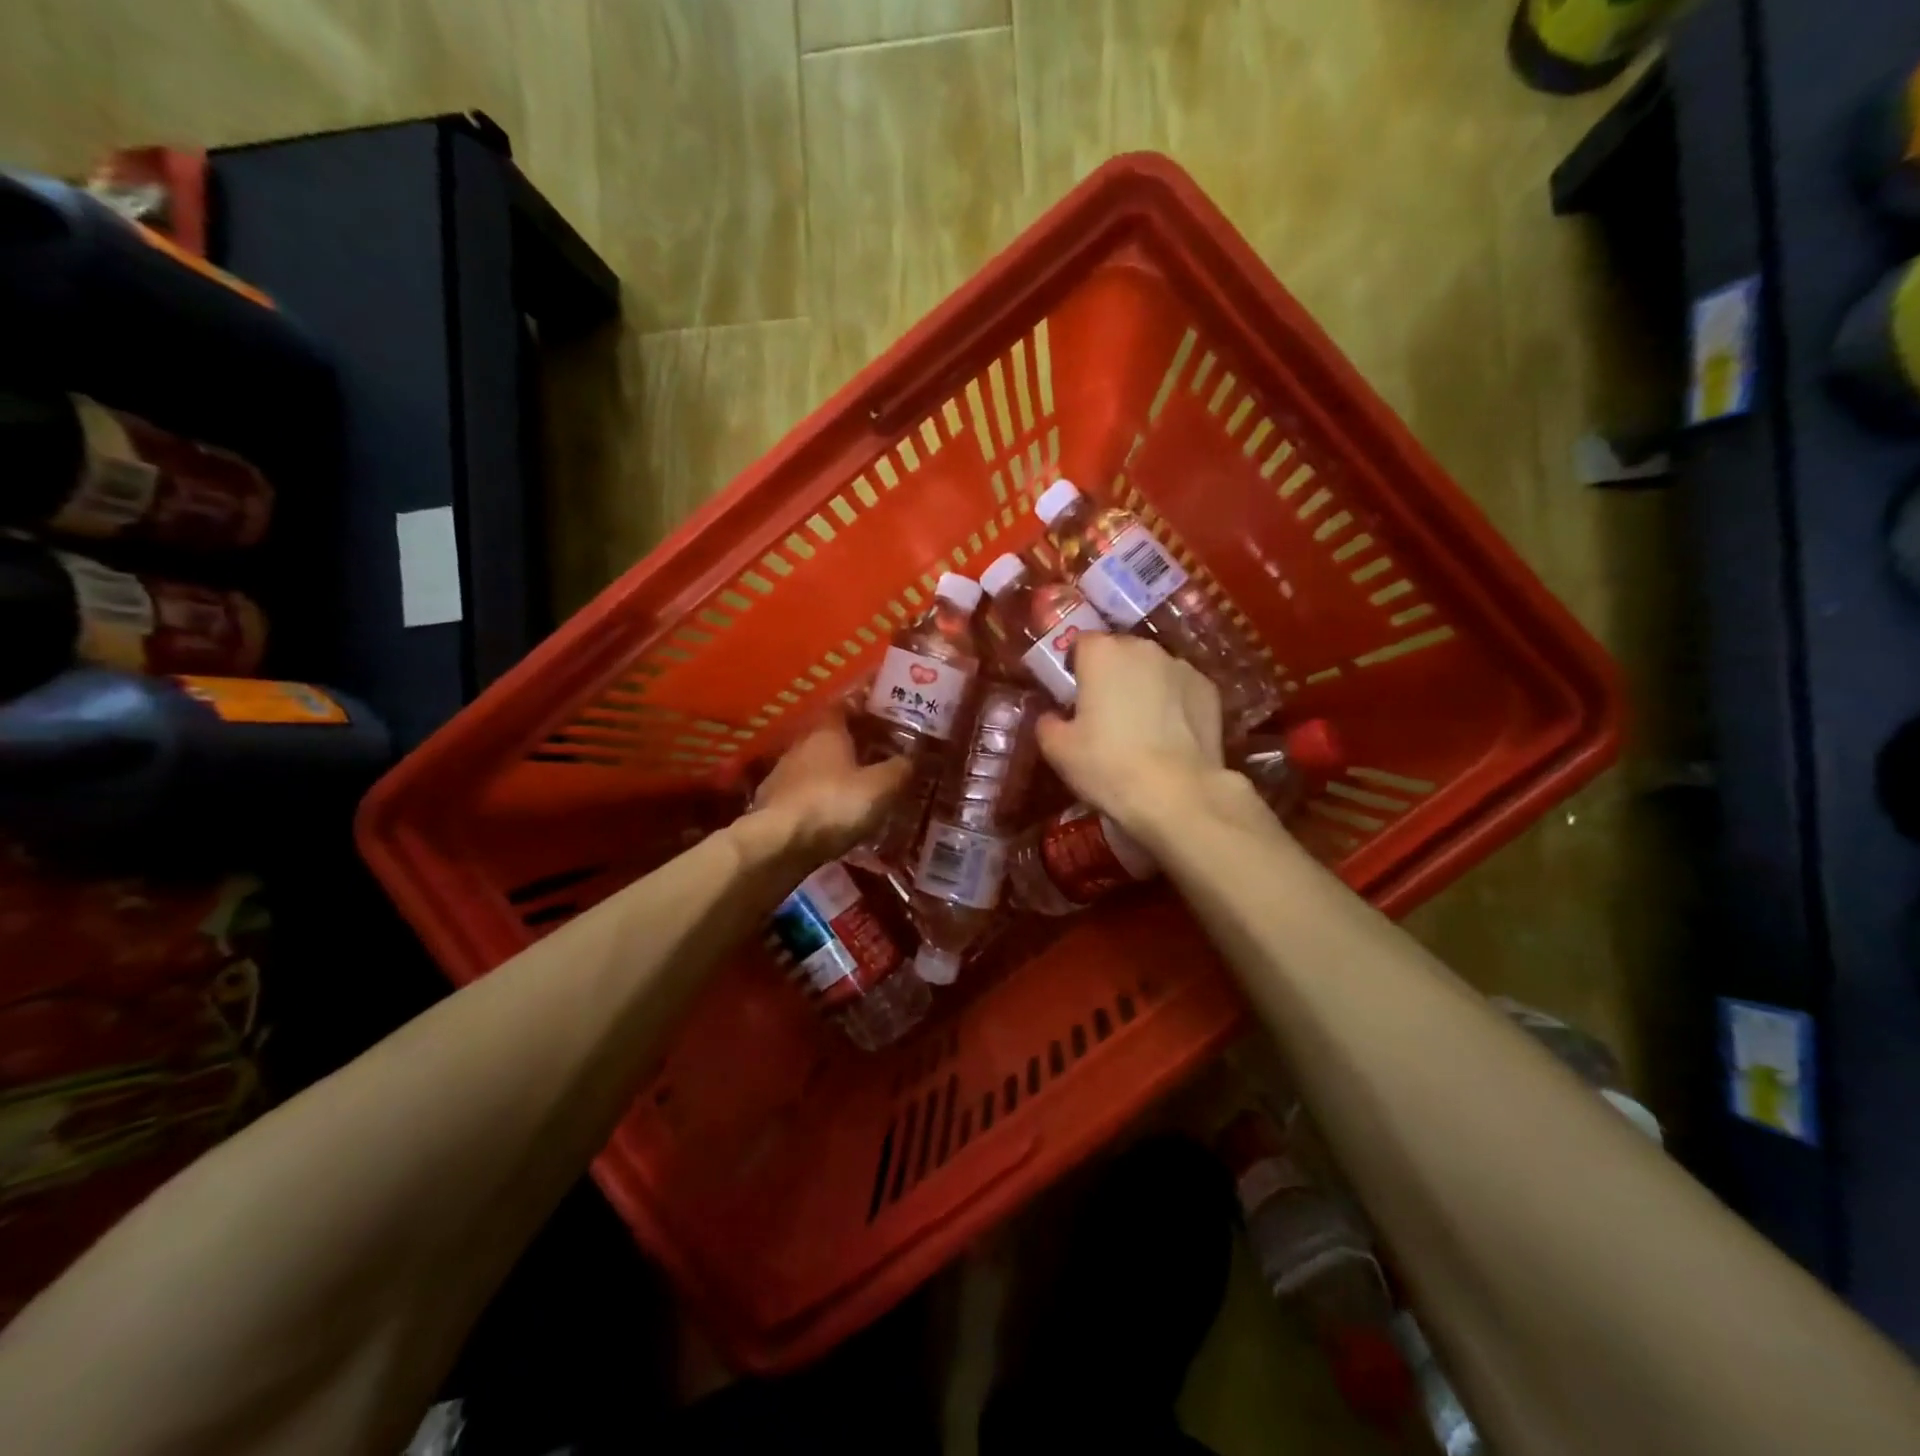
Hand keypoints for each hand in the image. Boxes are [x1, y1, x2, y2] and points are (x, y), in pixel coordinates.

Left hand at [737, 712, 910, 865]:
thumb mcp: (880, 787)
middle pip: (830, 735)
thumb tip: (912, 757)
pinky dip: (819, 797)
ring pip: (815, 764)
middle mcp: (801, 744)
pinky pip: (804, 792)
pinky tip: (833, 813)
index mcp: (827, 731)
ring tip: (859, 786)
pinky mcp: (772, 802)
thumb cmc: (833, 804)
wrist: (778, 844)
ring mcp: (782, 773)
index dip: (864, 706)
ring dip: (835, 772)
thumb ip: (899, 769)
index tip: (884, 712)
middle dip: (853, 742)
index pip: (845, 704)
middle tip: (879, 752)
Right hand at [1037, 634, 1226, 835]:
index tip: (1072, 696)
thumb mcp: (1058, 749)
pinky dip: (1173, 703)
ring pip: (1152, 669)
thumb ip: (1047, 722)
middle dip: (1110, 675)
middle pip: (1118, 652)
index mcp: (1101, 652)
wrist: (1177, 794)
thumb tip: (1053, 716)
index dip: (1074, 667)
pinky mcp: (1209, 690)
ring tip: (1140, 727)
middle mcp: (1143, 647)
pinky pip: (1179, 689)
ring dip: (1143, 687)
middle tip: (1103, 713)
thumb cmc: (1107, 765)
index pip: (1080, 643)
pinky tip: (1169, 736)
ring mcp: (1181, 666)